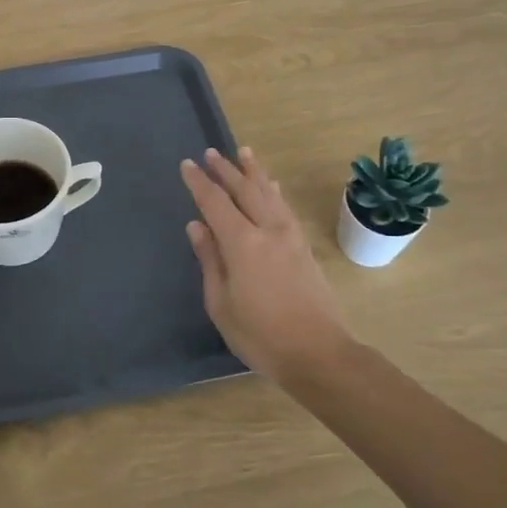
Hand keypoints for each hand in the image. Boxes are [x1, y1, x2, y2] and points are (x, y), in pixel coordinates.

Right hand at [181, 148, 354, 385]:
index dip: (199, 183)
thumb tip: (197, 226)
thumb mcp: (221, 302)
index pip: (215, 203)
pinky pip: (284, 206)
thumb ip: (210, 259)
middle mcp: (268, 230)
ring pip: (269, 193)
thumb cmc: (260, 335)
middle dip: (226, 170)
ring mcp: (290, 237)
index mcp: (242, 244)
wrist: (319, 354)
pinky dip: (273, 190)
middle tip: (211, 153)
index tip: (187, 165)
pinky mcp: (304, 247)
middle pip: (245, 190)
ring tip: (243, 153)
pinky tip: (271, 186)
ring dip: (253, 172)